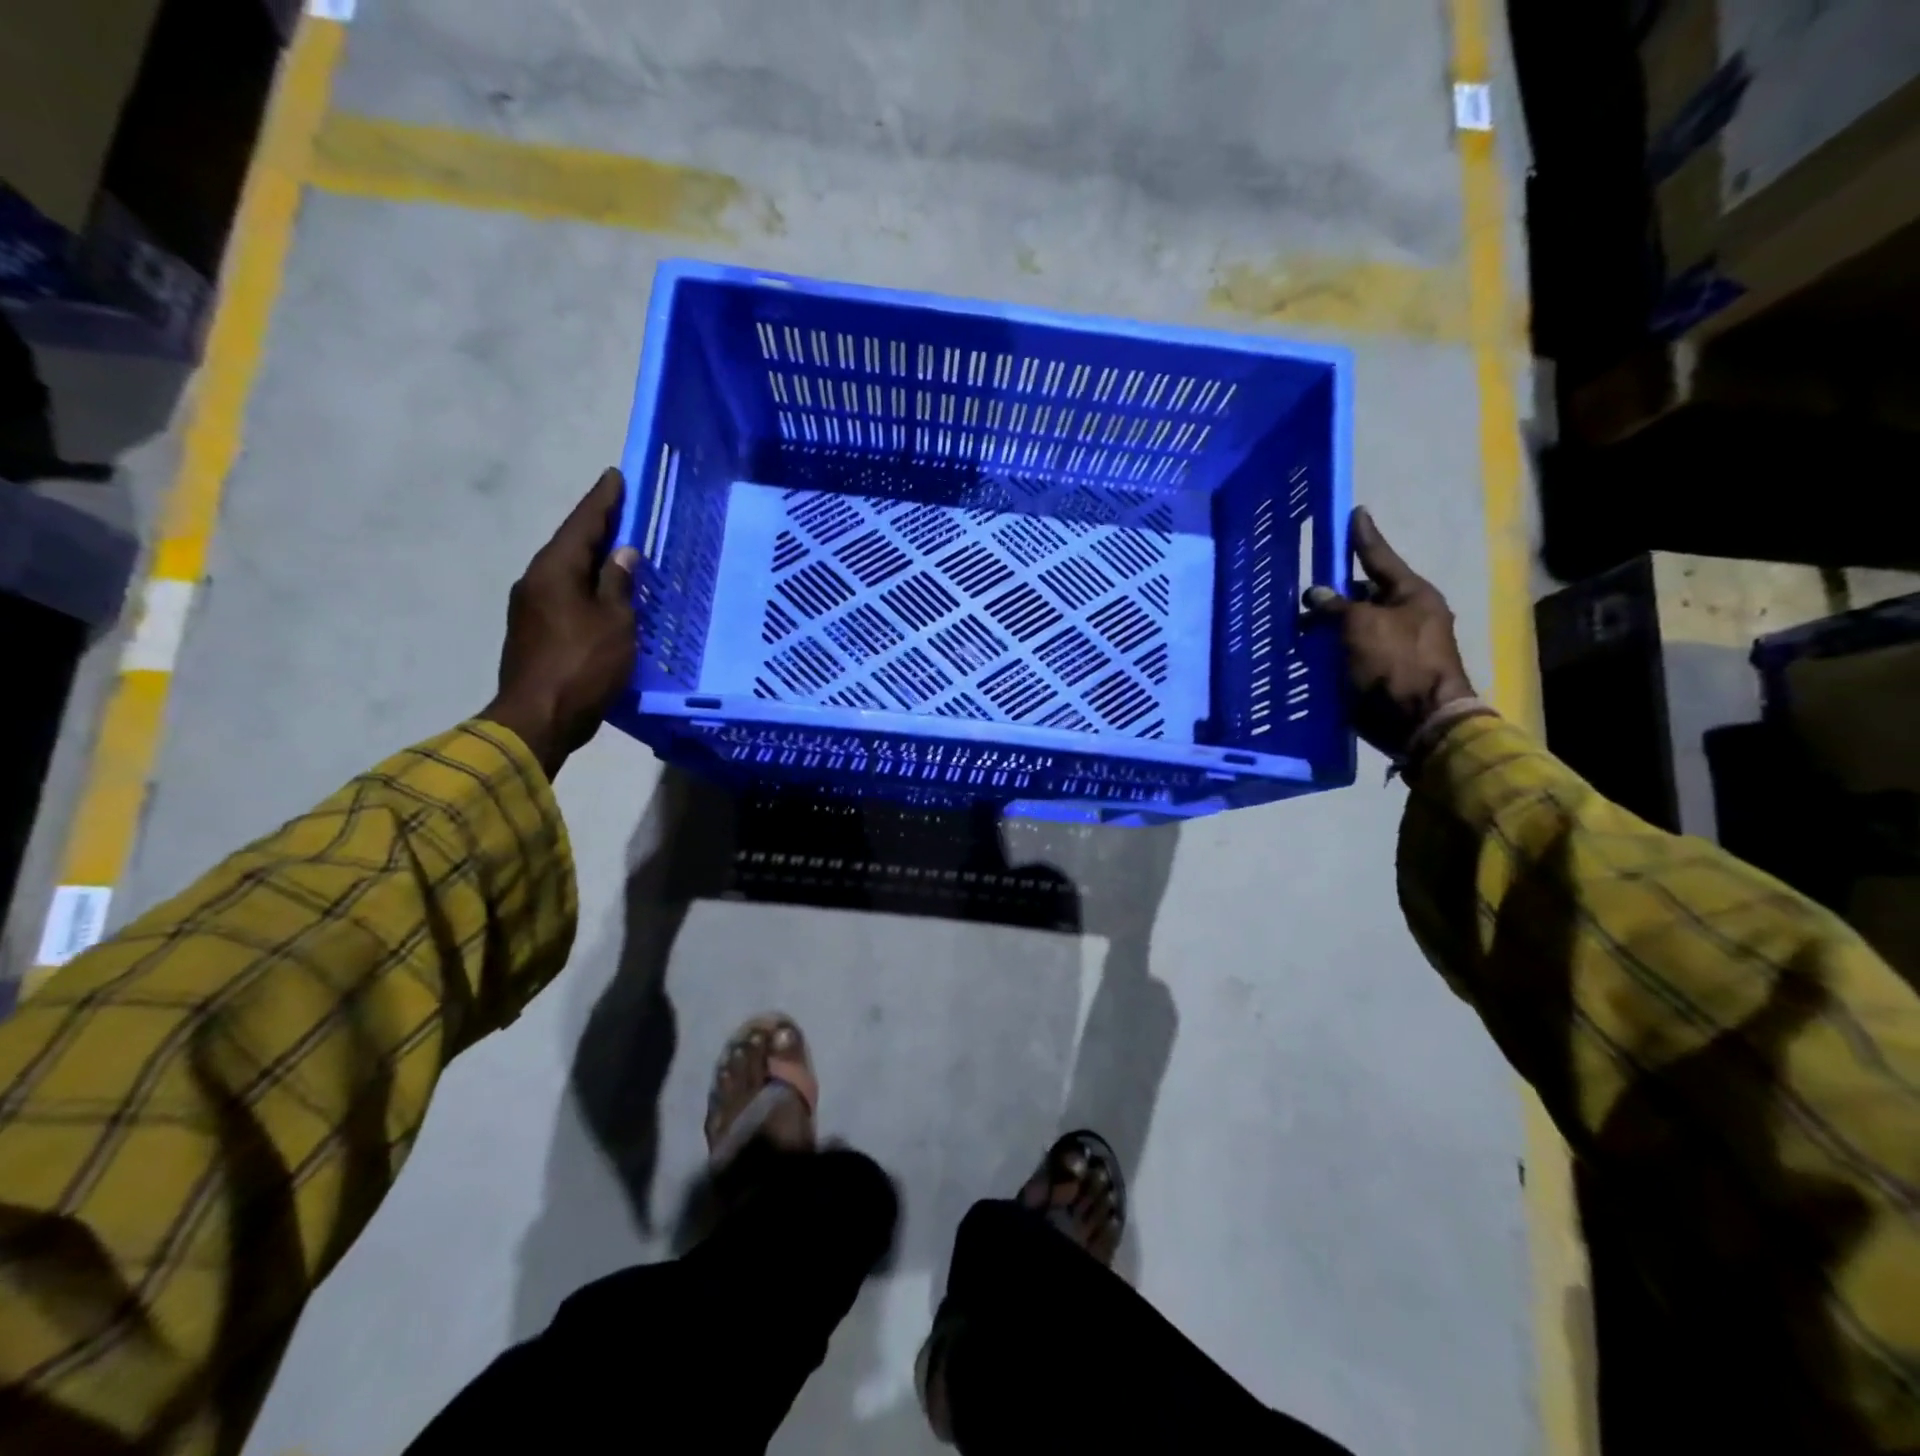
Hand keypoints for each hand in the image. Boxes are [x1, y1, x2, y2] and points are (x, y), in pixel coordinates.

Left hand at [480, 468, 638, 777]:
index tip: (615, 476)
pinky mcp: (535, 631)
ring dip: (593, 560)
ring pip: (568, 571)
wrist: (538, 718)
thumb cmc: (583, 665)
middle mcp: (537, 581)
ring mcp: (531, 607)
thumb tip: (621, 553)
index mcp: (554, 570)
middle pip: (572, 545)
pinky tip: (605, 594)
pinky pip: (566, 595)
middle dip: (598, 527)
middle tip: (625, 511)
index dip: (603, 500)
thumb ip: (618, 584)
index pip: (583, 524)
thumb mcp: (614, 622)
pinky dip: (588, 586)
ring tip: (620, 552)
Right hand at [1306, 507, 1477, 758]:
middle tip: (1305, 593)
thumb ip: (1336, 606)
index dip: (1363, 537)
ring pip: (1354, 625)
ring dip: (1328, 626)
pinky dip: (1332, 650)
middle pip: (1364, 594)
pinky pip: (1351, 651)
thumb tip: (1317, 594)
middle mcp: (1407, 615)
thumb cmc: (1395, 663)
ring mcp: (1396, 644)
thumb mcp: (1361, 626)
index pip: (1380, 557)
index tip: (1355, 513)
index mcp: (1412, 594)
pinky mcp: (1383, 671)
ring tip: (1297, 629)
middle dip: (1334, 593)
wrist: (1418, 721)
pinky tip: (1308, 652)